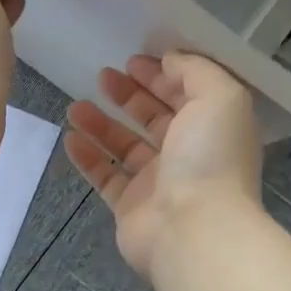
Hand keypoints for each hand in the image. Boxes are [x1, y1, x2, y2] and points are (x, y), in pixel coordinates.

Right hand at [62, 52, 262, 278]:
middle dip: (130, 95)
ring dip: (101, 124)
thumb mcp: (219, 96)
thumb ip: (195, 70)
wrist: (193, 230)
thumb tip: (169, 60)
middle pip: (154, 118)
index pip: (186, 94)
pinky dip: (88, 158)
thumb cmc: (209, 158)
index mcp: (211, 128)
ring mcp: (157, 183)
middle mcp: (187, 154)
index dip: (161, 75)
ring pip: (125, 146)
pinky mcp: (130, 207)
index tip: (132, 60)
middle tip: (103, 76)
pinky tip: (70, 138)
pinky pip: (105, 177)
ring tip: (76, 106)